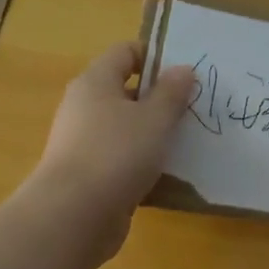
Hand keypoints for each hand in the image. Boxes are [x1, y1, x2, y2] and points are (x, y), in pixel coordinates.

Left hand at [25, 42, 196, 258]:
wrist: (73, 217)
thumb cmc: (116, 153)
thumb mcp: (155, 118)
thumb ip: (172, 92)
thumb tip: (183, 69)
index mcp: (95, 82)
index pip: (125, 52)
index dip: (155, 56)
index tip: (185, 73)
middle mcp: (84, 107)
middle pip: (126, 90)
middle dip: (160, 98)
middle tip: (194, 108)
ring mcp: (83, 143)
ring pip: (126, 127)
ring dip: (154, 132)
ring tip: (188, 141)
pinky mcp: (89, 175)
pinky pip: (122, 158)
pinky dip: (143, 161)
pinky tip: (168, 173)